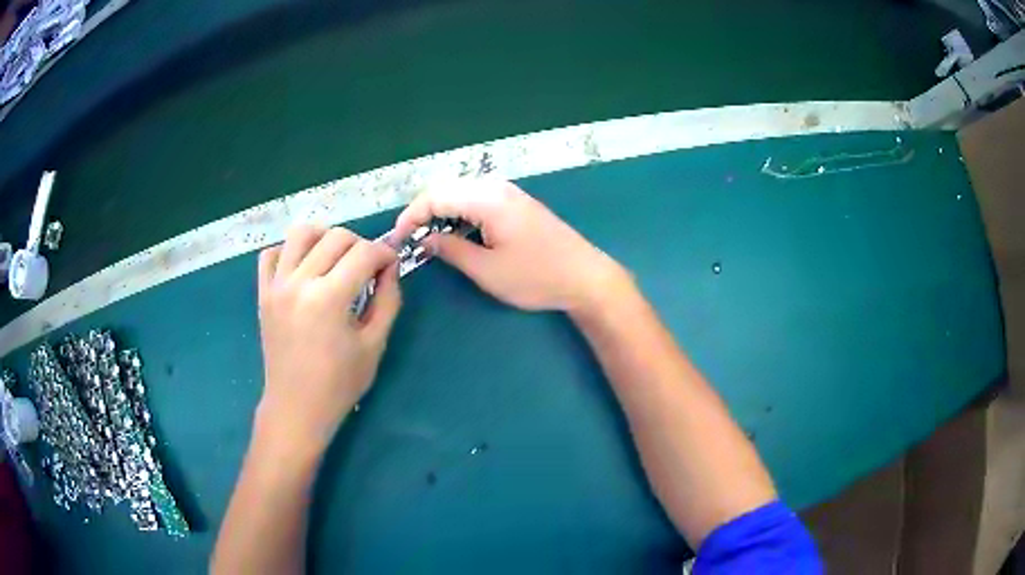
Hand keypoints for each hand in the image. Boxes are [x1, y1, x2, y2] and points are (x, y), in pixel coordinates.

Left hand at [255, 226, 399, 457]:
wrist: (296, 407)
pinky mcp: (263, 293)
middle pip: (336, 236)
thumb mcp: (374, 344)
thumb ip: (387, 300)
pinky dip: (289, 251)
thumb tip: (390, 267)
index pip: (364, 253)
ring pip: (301, 233)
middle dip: (360, 245)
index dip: (385, 253)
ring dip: (324, 237)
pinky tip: (303, 268)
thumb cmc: (339, 383)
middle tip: (367, 268)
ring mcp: (276, 285)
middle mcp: (299, 282)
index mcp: (329, 298)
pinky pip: (272, 254)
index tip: (391, 265)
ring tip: (335, 258)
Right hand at [394, 179, 625, 311]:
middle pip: (446, 189)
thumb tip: (423, 238)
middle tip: (411, 240)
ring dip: (442, 212)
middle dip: (423, 212)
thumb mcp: (486, 270)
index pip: (435, 196)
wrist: (585, 277)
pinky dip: (461, 213)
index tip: (397, 238)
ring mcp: (509, 192)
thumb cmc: (536, 277)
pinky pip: (478, 199)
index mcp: (487, 199)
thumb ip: (450, 249)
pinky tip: (458, 234)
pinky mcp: (517, 202)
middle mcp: (496, 187)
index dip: (411, 216)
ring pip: (462, 193)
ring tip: (430, 240)